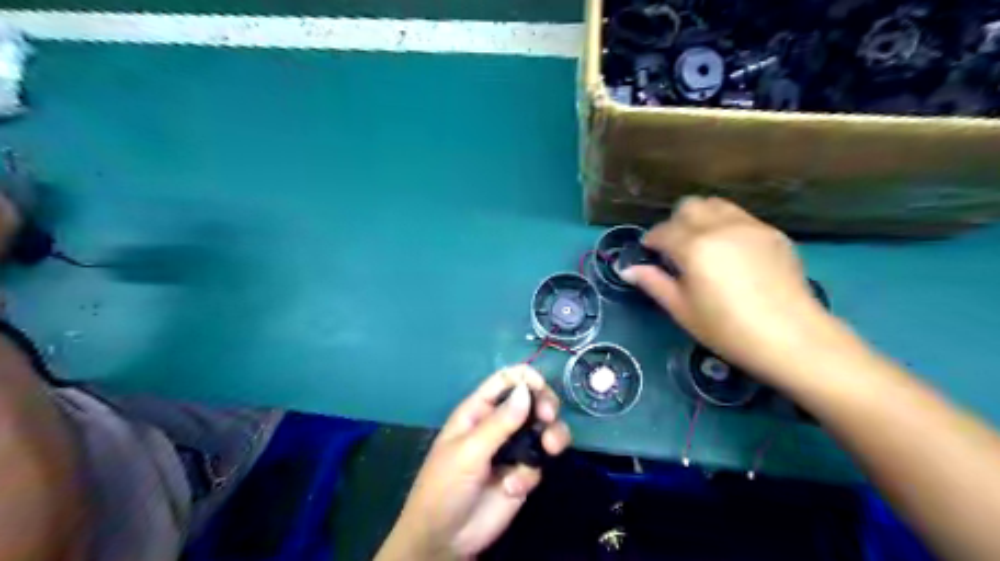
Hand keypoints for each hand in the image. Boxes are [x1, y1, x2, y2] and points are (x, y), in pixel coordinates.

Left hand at [378, 366, 569, 558]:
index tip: (541, 388)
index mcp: (479, 411)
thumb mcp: (468, 451)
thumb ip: (500, 422)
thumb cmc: (445, 486)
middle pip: (531, 401)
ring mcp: (512, 449)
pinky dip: (531, 474)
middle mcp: (498, 424)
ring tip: (551, 448)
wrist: (444, 539)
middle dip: (545, 404)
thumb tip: (527, 390)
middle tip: (549, 417)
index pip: (505, 380)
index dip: (525, 378)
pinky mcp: (522, 474)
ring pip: (543, 430)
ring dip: (552, 435)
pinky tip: (514, 488)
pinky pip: (539, 463)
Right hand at [622, 198, 837, 384]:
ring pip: (717, 205)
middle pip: (690, 206)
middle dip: (676, 222)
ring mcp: (751, 226)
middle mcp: (721, 227)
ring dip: (702, 218)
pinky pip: (741, 217)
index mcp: (694, 247)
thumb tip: (627, 269)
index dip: (652, 240)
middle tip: (675, 248)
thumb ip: (654, 283)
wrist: (792, 338)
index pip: (663, 231)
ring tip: (702, 245)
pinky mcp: (773, 233)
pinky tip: (731, 253)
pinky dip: (726, 226)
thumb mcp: (682, 310)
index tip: (649, 252)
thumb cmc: (727, 329)